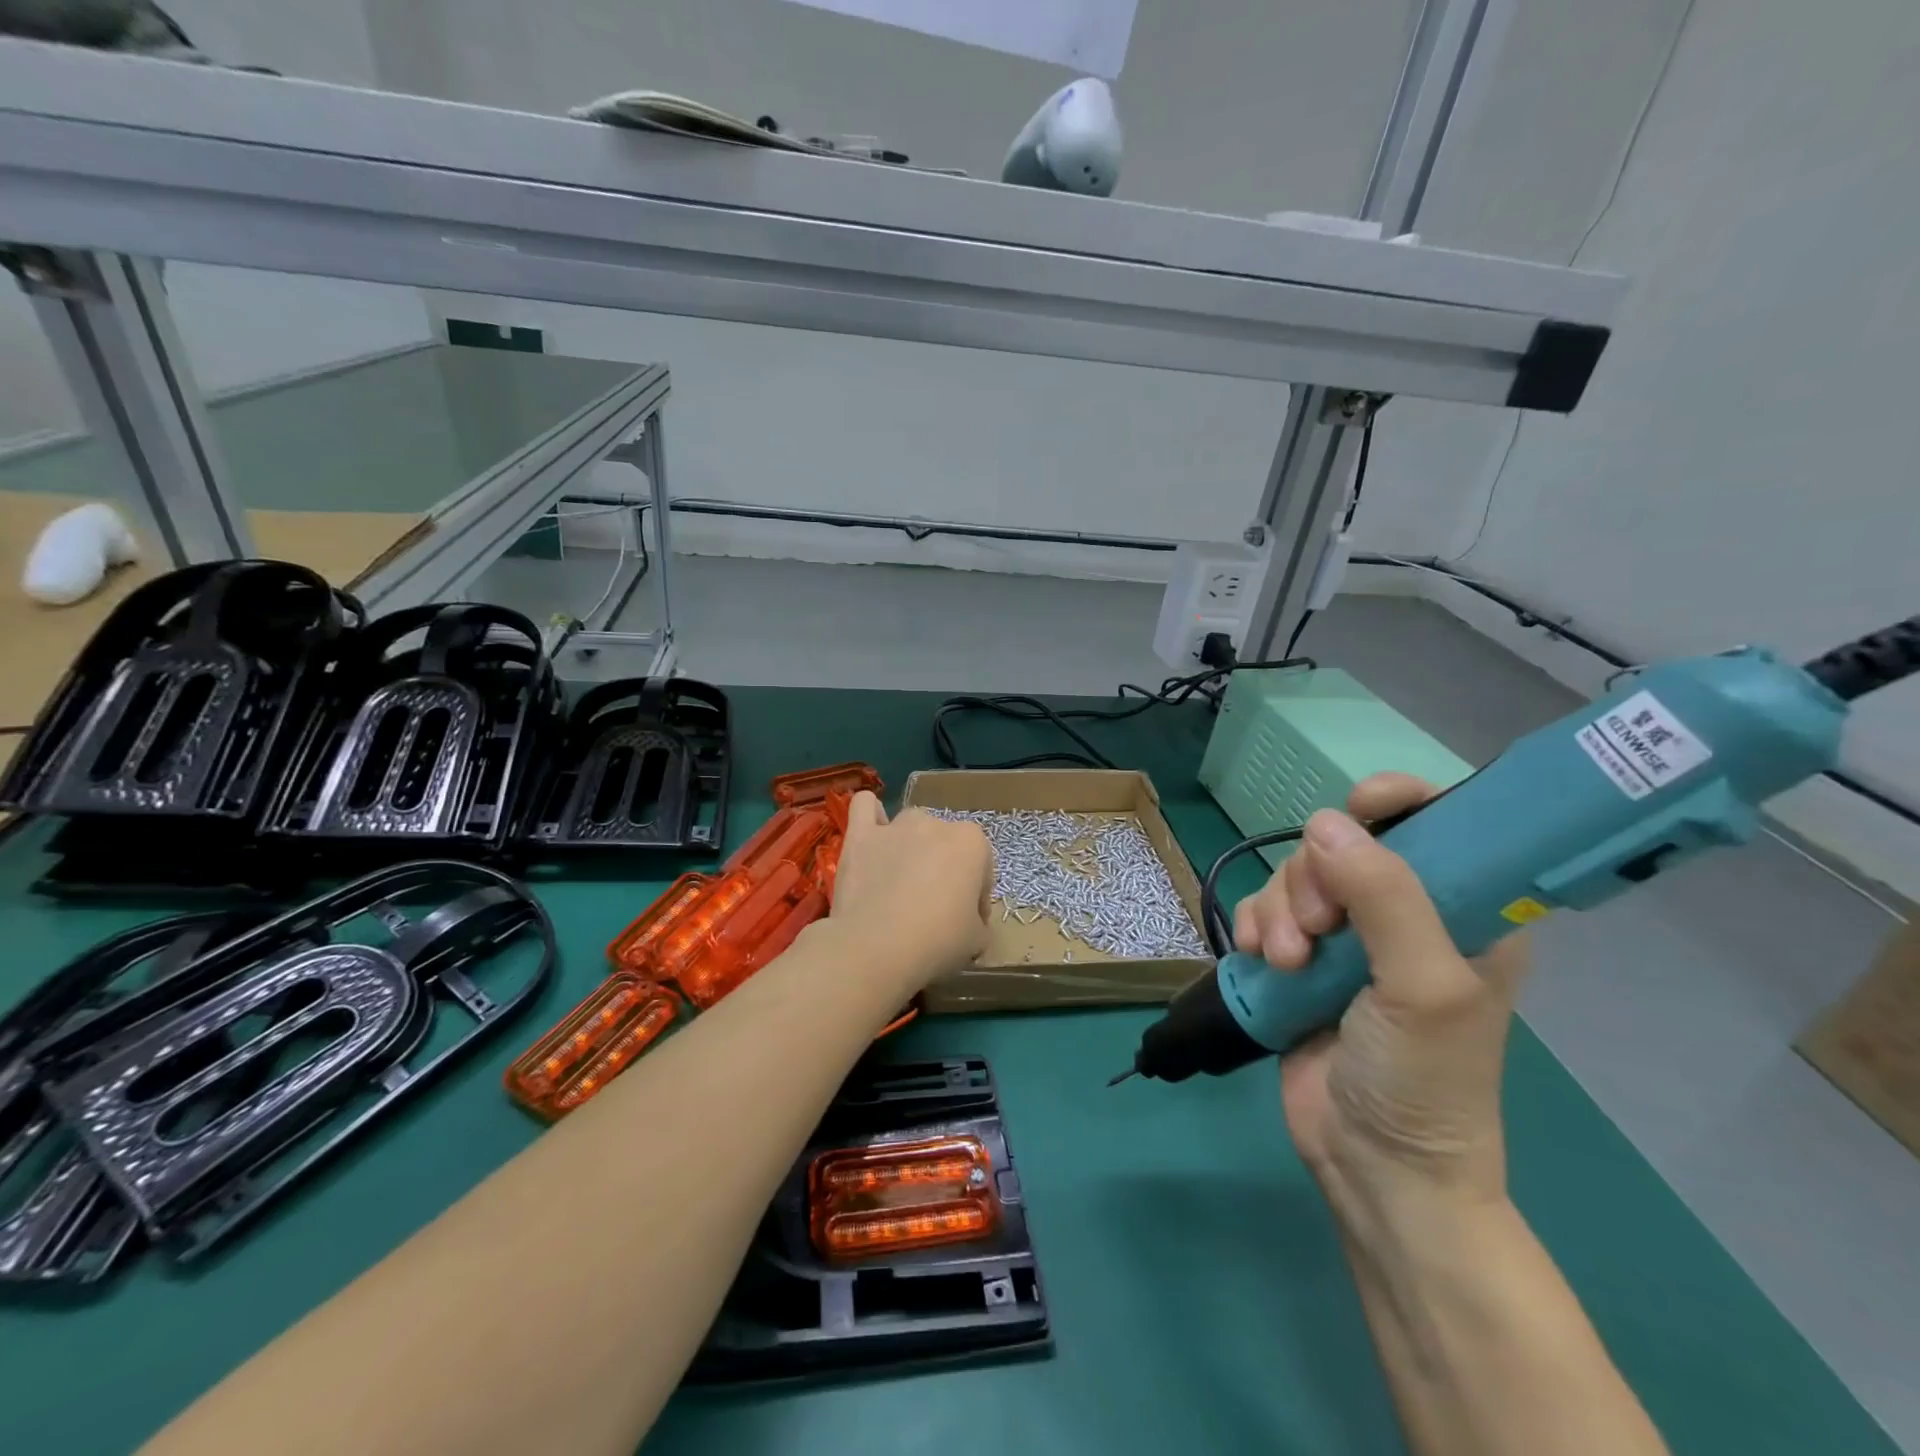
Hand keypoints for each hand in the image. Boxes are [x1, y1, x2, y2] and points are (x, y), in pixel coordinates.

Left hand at [828, 791, 993, 988]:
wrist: (876, 947)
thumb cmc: (937, 941)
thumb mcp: (977, 941)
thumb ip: (978, 923)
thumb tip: (971, 924)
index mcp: (972, 843)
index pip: (982, 867)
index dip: (976, 897)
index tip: (967, 922)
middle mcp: (936, 823)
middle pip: (946, 844)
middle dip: (943, 869)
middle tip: (933, 906)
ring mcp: (896, 826)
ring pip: (911, 825)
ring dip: (911, 846)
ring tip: (901, 880)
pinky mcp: (860, 835)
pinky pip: (865, 806)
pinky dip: (871, 816)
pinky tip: (872, 836)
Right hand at [1233, 773, 1527, 1221]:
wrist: (1375, 1166)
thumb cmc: (1425, 1080)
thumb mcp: (1424, 986)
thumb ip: (1385, 898)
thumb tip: (1324, 823)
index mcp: (1463, 910)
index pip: (1438, 822)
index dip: (1397, 801)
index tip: (1359, 809)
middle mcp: (1402, 914)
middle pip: (1343, 845)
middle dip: (1315, 878)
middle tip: (1317, 929)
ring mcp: (1346, 938)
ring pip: (1295, 877)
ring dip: (1279, 910)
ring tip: (1284, 962)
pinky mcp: (1299, 959)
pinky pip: (1264, 910)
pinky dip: (1254, 926)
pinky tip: (1257, 958)